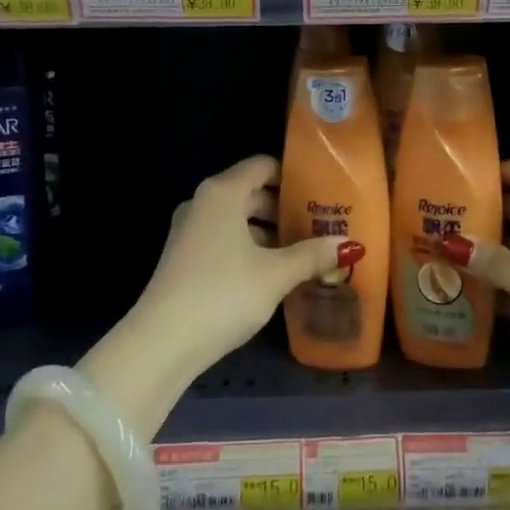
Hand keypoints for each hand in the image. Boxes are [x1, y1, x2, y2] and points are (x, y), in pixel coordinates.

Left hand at [83, 157, 356, 428]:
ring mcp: (189, 231)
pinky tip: (273, 272)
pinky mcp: (184, 258)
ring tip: (303, 251)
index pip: (263, 166)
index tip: (322, 192)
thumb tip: (348, 245)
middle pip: (251, 192)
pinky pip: (224, 239)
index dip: (293, 175)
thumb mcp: (275, 275)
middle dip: (285, 208)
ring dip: (268, 232)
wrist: (161, 343)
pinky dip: (249, 247)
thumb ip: (312, 255)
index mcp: (222, 193)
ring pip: (237, 219)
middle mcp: (203, 203)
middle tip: (320, 224)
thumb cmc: (223, 294)